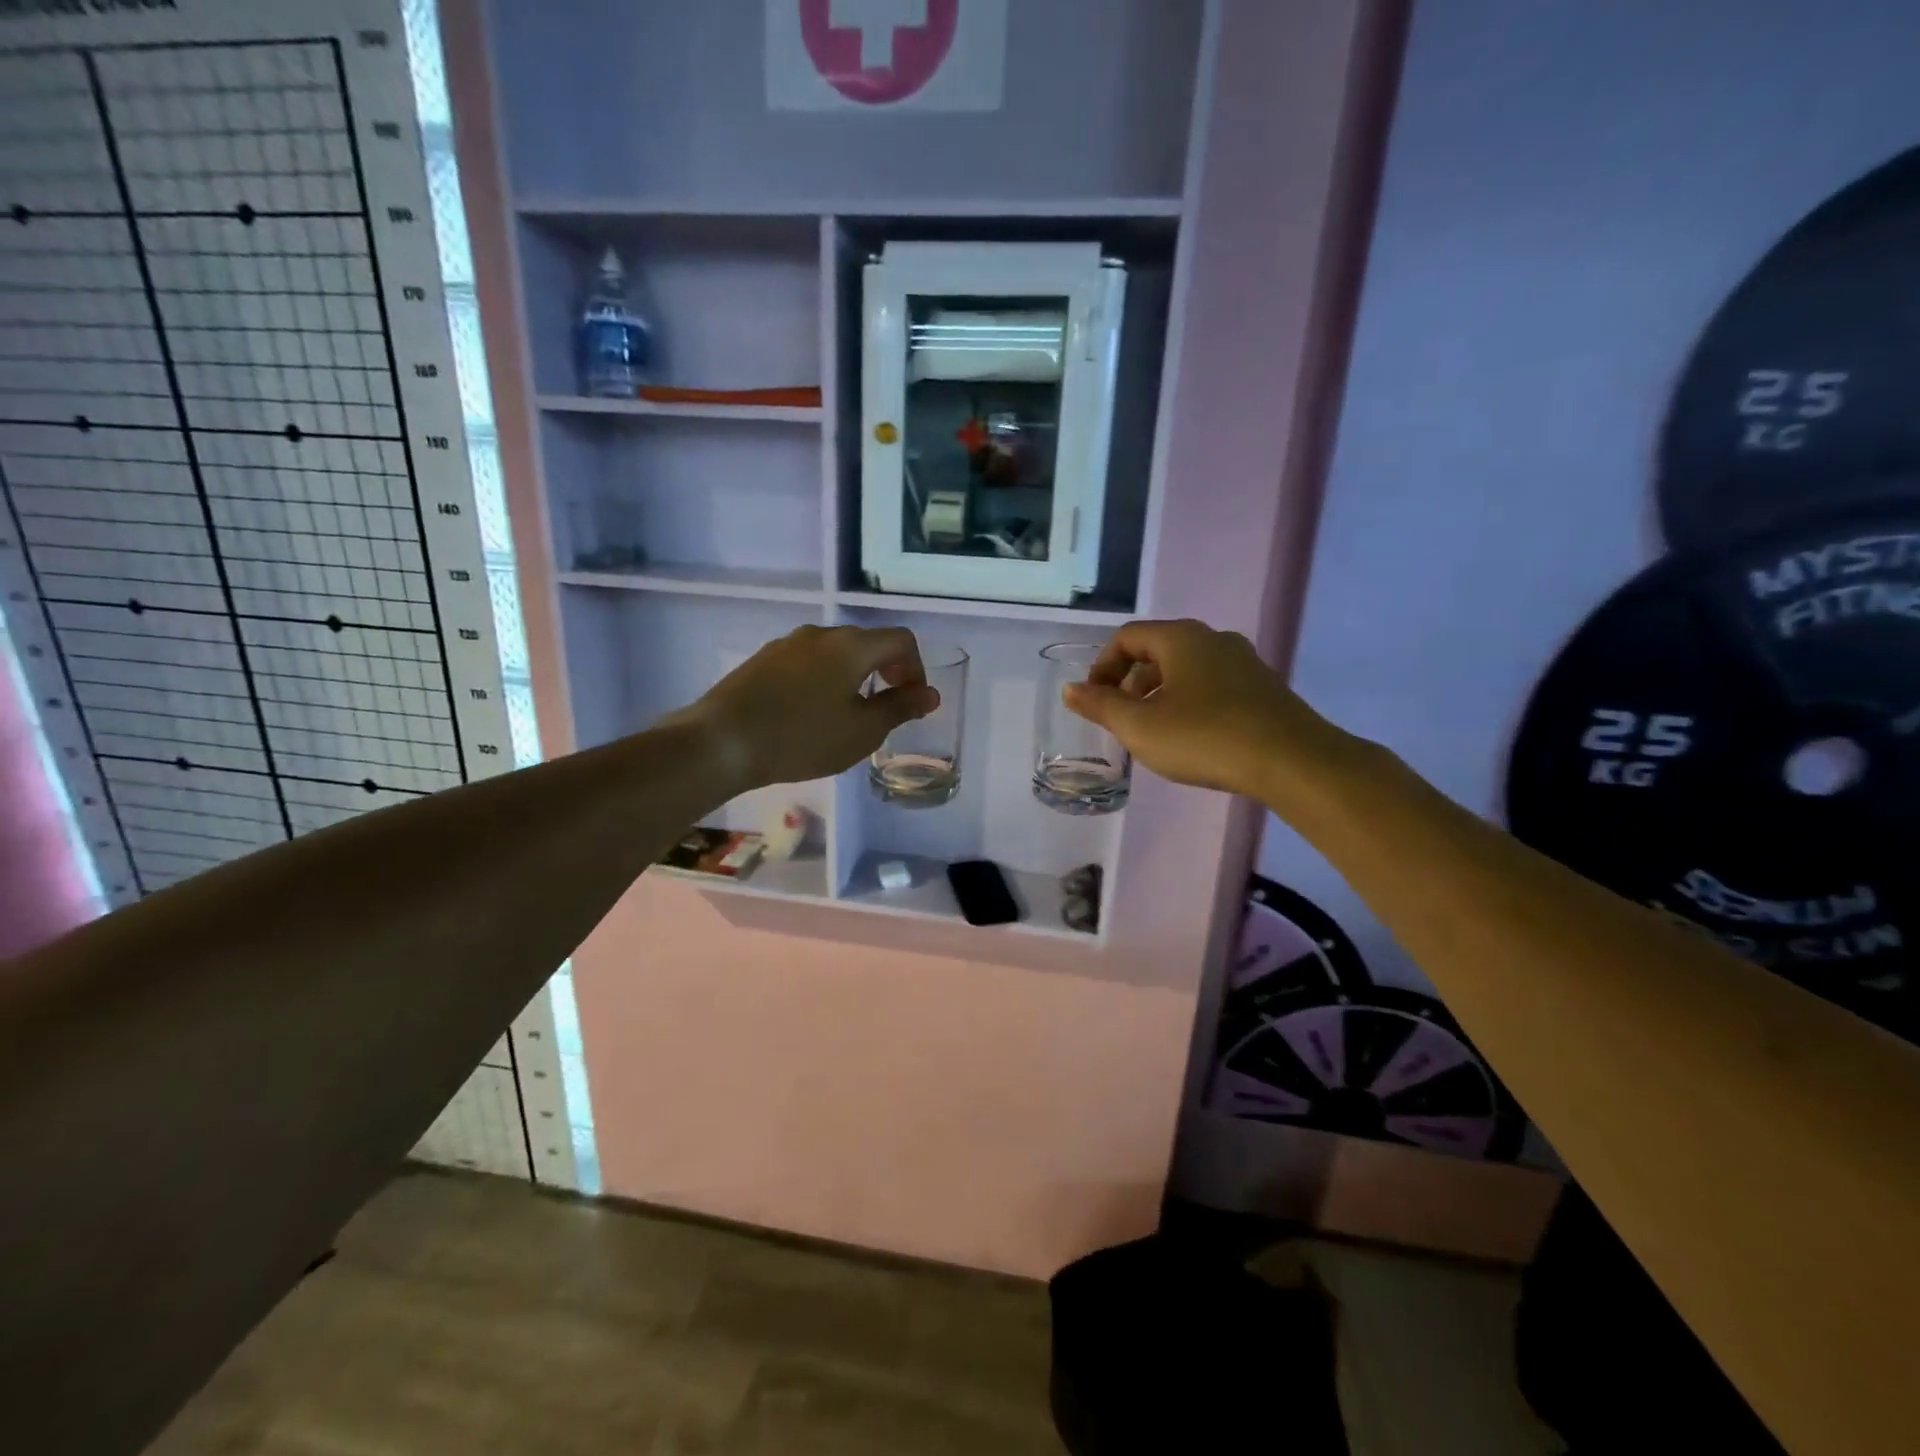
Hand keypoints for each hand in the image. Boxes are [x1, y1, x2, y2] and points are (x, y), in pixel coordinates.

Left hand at [678, 625, 938, 789]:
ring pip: (835, 653)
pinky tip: (809, 714)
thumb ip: (900, 708)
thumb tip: (930, 693)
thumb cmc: (803, 737)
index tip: (910, 702)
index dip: (916, 668)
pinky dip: (823, 680)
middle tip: (884, 710)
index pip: (901, 640)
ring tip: (846, 715)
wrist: (722, 742)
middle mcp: (821, 633)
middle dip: (885, 672)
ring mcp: (787, 644)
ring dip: (853, 676)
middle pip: (867, 642)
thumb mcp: (862, 731)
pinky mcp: (762, 660)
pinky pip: (807, 663)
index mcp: (852, 645)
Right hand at [1063, 619, 1353, 802]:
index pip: (1127, 637)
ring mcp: (1243, 661)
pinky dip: (1190, 701)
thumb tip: (1071, 689)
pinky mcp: (1263, 687)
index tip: (1096, 701)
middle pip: (1157, 649)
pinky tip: (1192, 737)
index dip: (1103, 666)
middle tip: (1121, 718)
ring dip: (1160, 693)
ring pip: (1187, 668)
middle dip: (1130, 681)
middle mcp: (1213, 638)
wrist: (1292, 761)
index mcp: (1180, 638)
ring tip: (1154, 731)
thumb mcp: (1140, 726)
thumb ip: (1101, 706)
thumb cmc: (1204, 737)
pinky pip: (1213, 684)